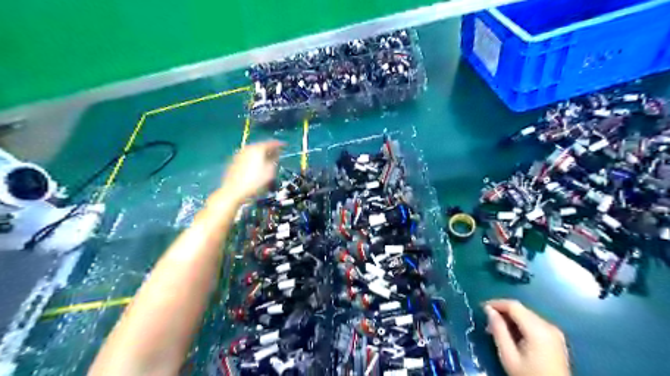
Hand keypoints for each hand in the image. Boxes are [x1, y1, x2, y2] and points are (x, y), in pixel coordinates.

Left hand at [218, 141, 282, 205]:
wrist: (234, 191)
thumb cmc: (255, 182)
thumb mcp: (270, 172)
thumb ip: (274, 160)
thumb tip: (275, 155)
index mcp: (258, 148)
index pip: (271, 143)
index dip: (279, 144)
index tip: (284, 146)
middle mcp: (248, 148)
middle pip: (261, 146)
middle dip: (269, 149)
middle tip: (276, 154)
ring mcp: (240, 154)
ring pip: (254, 151)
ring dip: (261, 154)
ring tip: (267, 160)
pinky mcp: (234, 161)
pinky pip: (248, 157)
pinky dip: (254, 159)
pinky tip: (256, 166)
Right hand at [484, 300, 566, 375]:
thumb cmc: (529, 375)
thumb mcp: (508, 356)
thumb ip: (498, 330)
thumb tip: (488, 310)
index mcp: (537, 329)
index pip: (513, 305)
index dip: (496, 303)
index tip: (482, 308)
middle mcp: (548, 326)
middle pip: (521, 309)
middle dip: (502, 312)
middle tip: (487, 323)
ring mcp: (554, 332)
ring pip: (527, 315)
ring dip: (511, 318)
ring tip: (497, 329)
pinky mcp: (556, 338)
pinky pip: (534, 323)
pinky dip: (521, 324)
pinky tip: (513, 334)